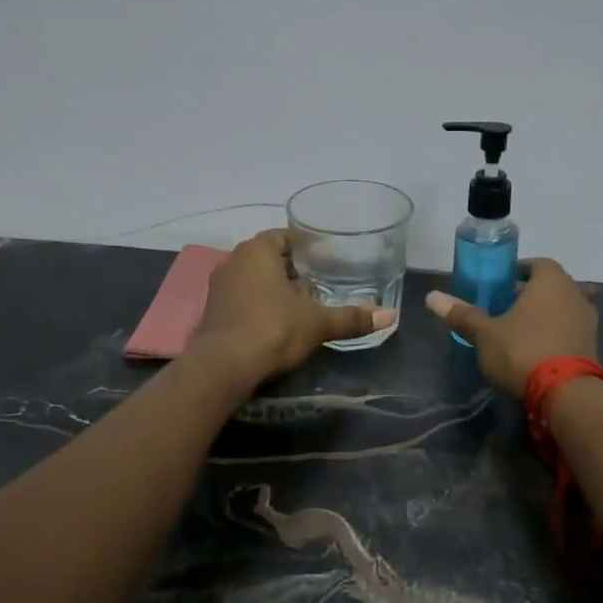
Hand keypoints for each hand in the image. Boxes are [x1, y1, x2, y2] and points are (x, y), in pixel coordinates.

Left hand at [189, 228, 395, 385]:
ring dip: (275, 287)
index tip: (326, 258)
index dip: (306, 246)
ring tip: (303, 302)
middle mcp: (233, 260)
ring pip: (254, 278)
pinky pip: (242, 298)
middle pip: (269, 257)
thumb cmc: (273, 329)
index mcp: (257, 250)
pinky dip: (259, 304)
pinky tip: (278, 321)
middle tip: (321, 281)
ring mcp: (219, 286)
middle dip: (293, 268)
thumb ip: (352, 317)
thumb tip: (390, 316)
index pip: (284, 236)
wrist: (223, 366)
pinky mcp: (212, 312)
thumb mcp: (318, 323)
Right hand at [424, 257, 598, 395]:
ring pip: (561, 309)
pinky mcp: (592, 346)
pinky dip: (553, 334)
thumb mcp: (485, 333)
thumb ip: (462, 314)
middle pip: (550, 286)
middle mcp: (575, 294)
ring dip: (542, 315)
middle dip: (528, 294)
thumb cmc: (523, 350)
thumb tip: (431, 297)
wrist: (567, 394)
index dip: (518, 270)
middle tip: (503, 307)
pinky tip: (534, 351)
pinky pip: (568, 331)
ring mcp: (588, 321)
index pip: (536, 263)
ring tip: (516, 330)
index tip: (500, 282)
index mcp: (551, 281)